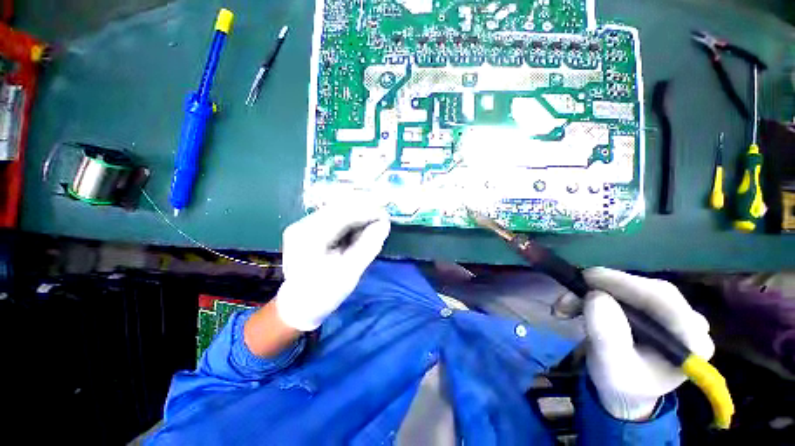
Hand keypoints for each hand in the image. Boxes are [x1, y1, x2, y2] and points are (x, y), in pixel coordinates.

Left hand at [274, 202, 390, 330]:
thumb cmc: (324, 293)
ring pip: (337, 211)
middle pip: (339, 209)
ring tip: (372, 227)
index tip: (386, 216)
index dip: (367, 212)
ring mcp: (303, 225)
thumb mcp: (350, 272)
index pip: (342, 214)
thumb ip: (368, 245)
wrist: (299, 306)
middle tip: (382, 220)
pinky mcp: (308, 229)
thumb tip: (384, 223)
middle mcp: (302, 225)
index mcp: (308, 237)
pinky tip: (358, 231)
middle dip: (363, 211)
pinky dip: (350, 222)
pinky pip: (333, 218)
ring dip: (357, 216)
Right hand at [583, 267, 714, 420]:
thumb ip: (606, 335)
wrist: (625, 390)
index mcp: (692, 343)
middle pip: (649, 291)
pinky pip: (629, 291)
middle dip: (605, 288)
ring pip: (635, 288)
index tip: (588, 277)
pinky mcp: (658, 309)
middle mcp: (691, 323)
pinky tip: (580, 302)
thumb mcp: (610, 367)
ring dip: (597, 290)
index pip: (664, 301)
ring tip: (567, 304)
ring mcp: (676, 314)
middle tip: (571, 292)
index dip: (625, 284)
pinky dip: (600, 292)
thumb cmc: (622, 384)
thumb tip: (596, 296)